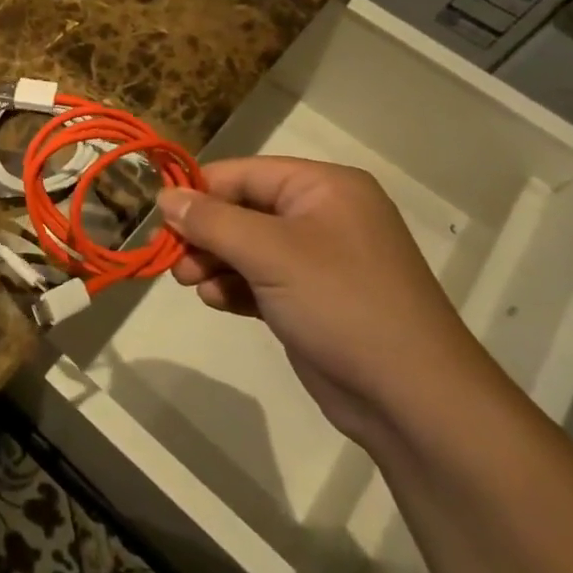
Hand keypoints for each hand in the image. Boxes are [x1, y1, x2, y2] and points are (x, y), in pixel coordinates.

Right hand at [157, 158, 495, 445]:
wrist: (413, 399)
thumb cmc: (342, 304)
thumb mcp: (270, 253)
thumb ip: (212, 221)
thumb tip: (165, 197)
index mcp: (323, 187)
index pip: (242, 174)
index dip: (199, 192)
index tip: (160, 218)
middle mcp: (321, 215)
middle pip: (241, 209)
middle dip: (204, 234)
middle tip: (174, 261)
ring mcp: (318, 259)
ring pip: (245, 246)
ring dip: (213, 262)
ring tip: (190, 284)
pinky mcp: (310, 298)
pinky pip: (258, 278)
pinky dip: (233, 286)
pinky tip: (215, 301)